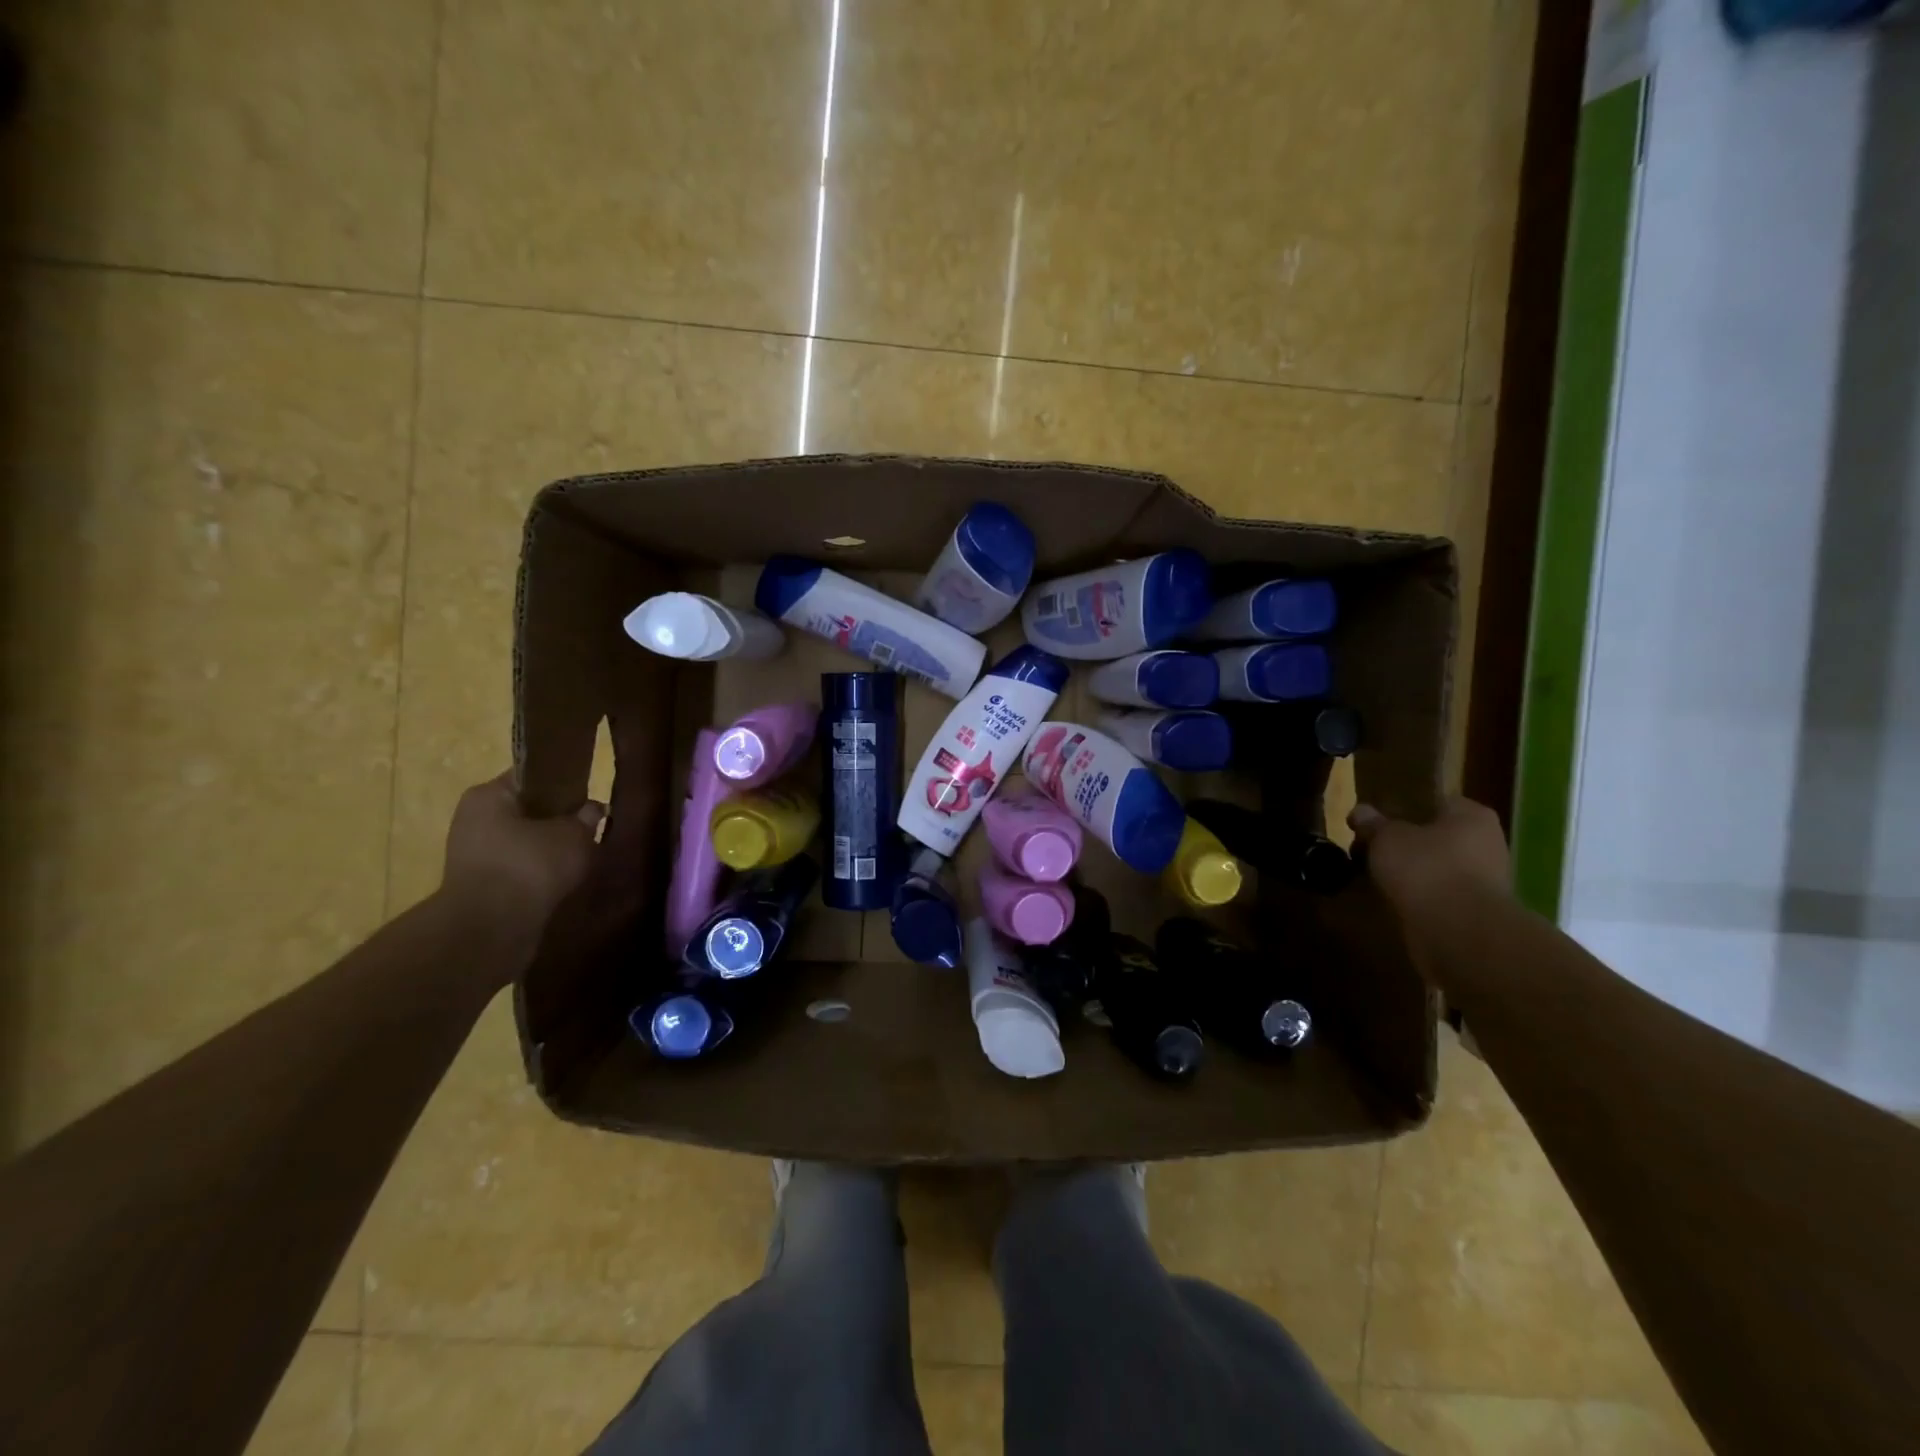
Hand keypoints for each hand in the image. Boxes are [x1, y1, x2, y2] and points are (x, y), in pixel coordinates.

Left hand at [440, 772, 604, 949]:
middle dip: (558, 821)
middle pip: (527, 811)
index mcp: (488, 796)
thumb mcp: (574, 835)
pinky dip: (539, 873)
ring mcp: (472, 855)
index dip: (565, 784)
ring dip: (550, 849)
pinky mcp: (479, 886)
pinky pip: (518, 869)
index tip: (589, 797)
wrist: (491, 929)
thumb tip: (594, 809)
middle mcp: (473, 820)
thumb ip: (587, 817)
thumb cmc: (530, 866)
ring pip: (524, 842)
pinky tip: (563, 880)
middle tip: (590, 829)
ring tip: (581, 858)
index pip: (532, 777)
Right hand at [1348, 796, 1510, 923]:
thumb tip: (1360, 811)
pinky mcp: (1474, 912)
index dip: (1404, 808)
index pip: (1437, 802)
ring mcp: (1484, 881)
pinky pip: (1437, 895)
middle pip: (1436, 837)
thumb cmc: (1426, 867)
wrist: (1458, 930)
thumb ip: (1372, 823)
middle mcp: (1486, 844)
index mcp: (1472, 816)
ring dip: (1410, 873)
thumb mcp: (1386, 837)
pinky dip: (1417, 897)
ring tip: (1374, 876)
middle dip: (1406, 843)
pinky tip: (1391, 900)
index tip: (1377, 819)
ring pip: (1436, 868)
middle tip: (1370, 848)